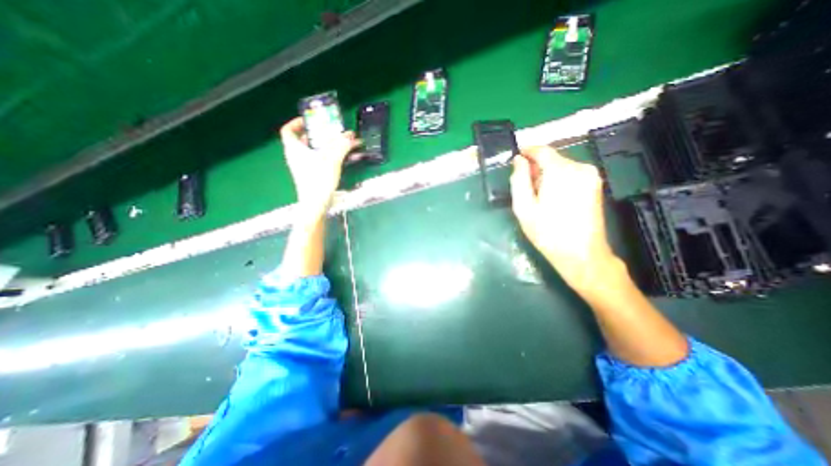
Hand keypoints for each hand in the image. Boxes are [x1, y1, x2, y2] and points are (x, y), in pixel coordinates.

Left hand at [282, 117, 357, 214]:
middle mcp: (296, 157)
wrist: (316, 205)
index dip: (296, 122)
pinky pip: (316, 160)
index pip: (288, 130)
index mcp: (295, 149)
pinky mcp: (310, 175)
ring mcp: (302, 167)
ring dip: (324, 145)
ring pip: (311, 151)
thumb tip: (351, 135)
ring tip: (338, 143)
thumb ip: (342, 146)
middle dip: (317, 134)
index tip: (310, 120)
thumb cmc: (319, 180)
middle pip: (303, 140)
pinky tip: (339, 158)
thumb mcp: (332, 160)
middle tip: (331, 131)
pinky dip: (326, 156)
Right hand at [510, 146, 618, 293]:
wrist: (581, 254)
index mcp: (561, 171)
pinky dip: (558, 180)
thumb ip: (519, 179)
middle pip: (552, 158)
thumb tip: (518, 160)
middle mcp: (580, 167)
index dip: (527, 151)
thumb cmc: (547, 232)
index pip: (542, 150)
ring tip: (537, 196)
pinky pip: (571, 174)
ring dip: (546, 175)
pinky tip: (551, 198)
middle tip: (524, 185)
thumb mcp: (523, 207)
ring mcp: (591, 176)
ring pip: (561, 166)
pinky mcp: (595, 185)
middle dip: (536, 167)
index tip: (516, 157)